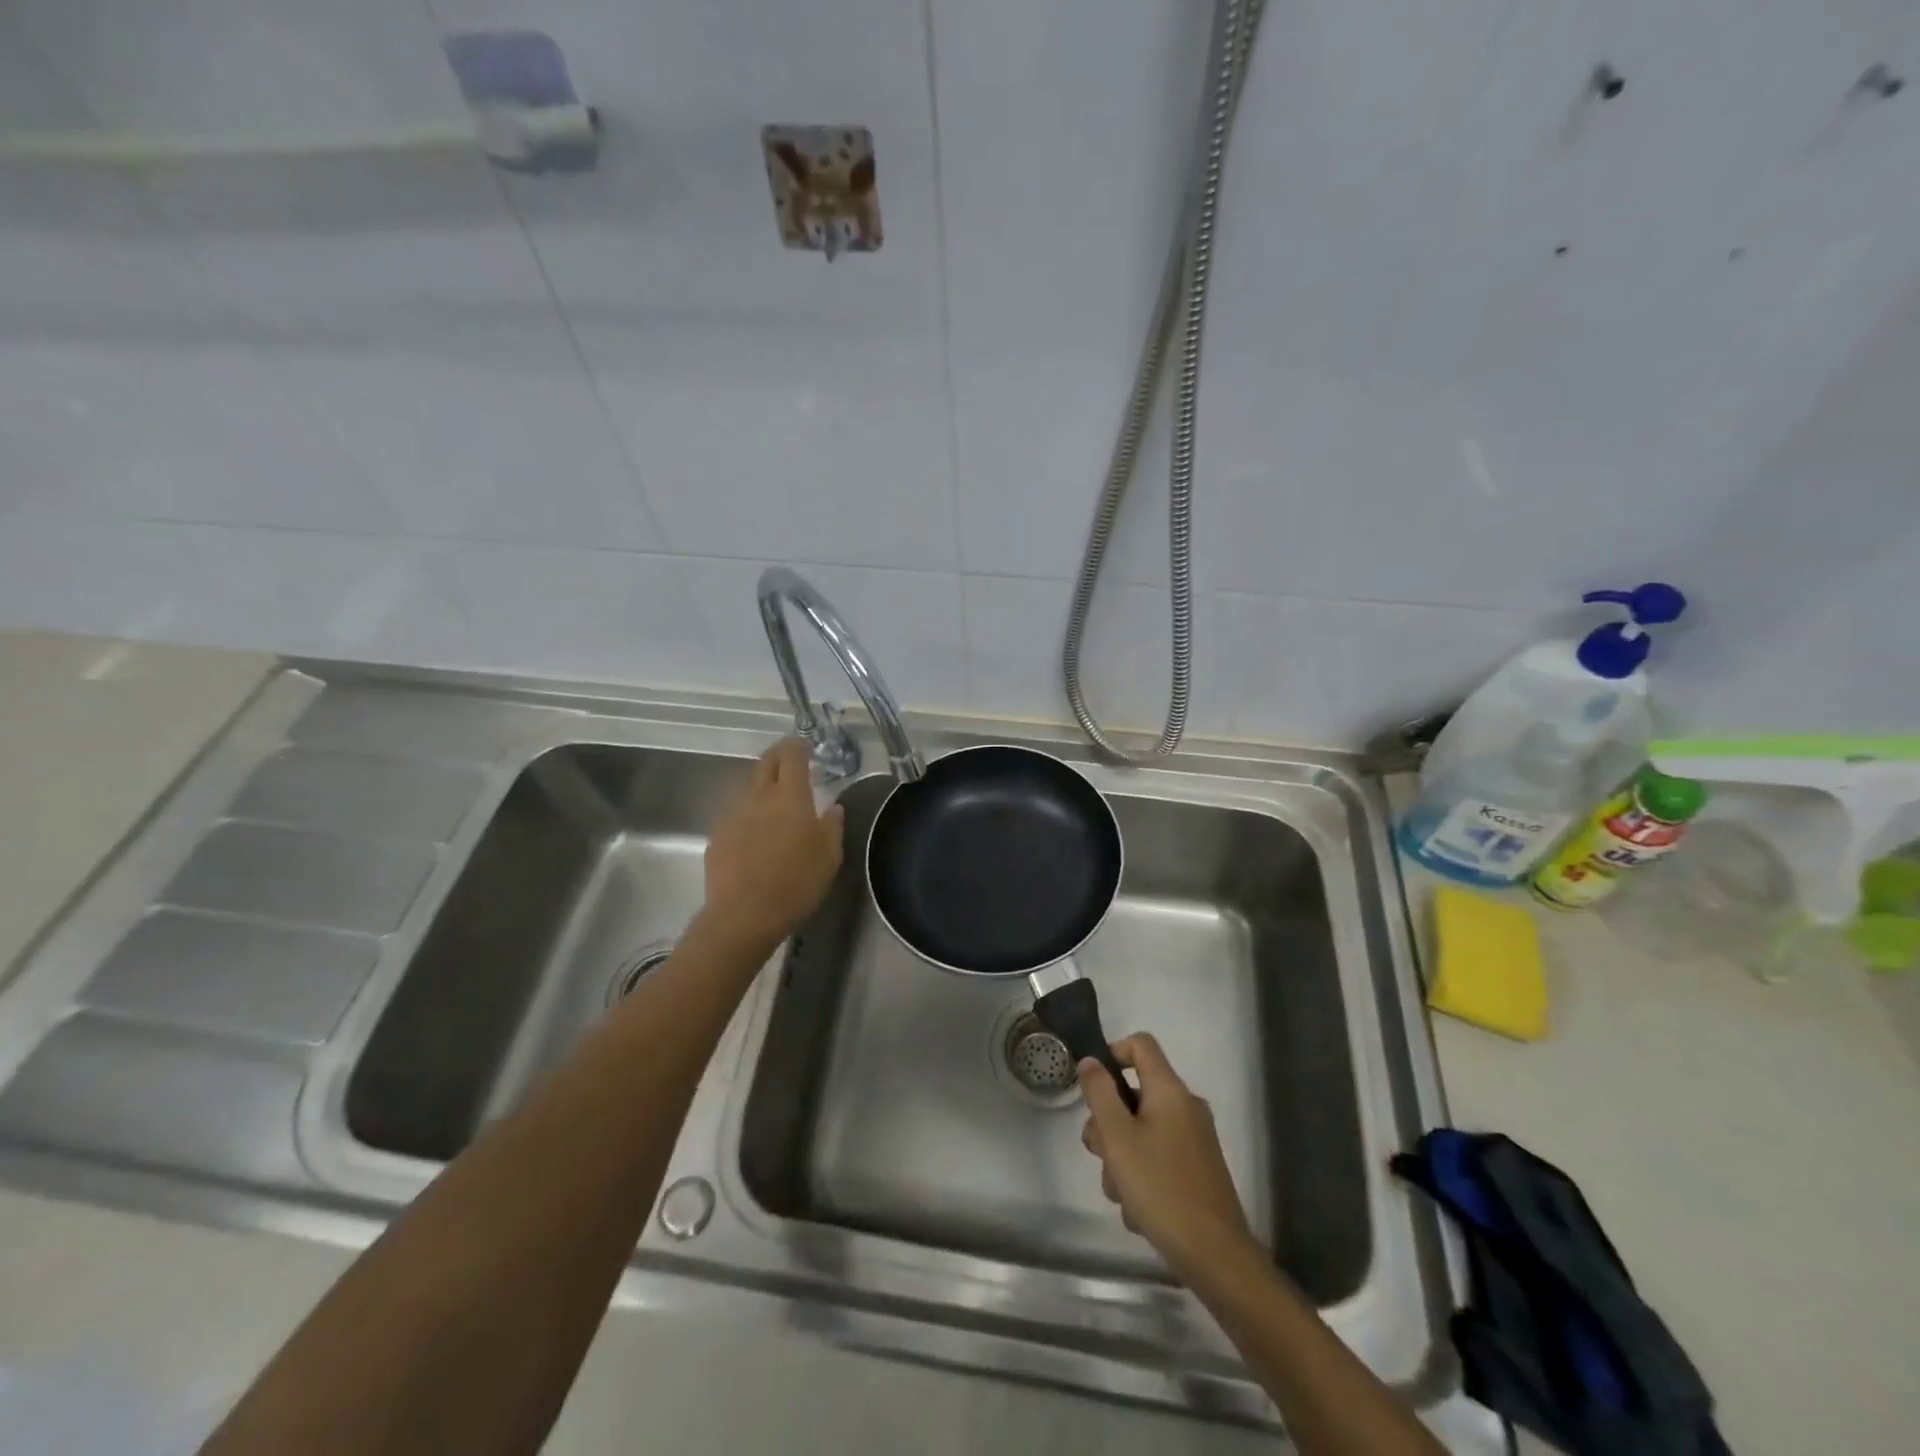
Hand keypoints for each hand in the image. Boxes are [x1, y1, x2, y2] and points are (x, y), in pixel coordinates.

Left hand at [702, 738, 844, 952]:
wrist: (743, 915)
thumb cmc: (796, 884)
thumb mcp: (829, 857)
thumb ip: (832, 826)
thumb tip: (832, 807)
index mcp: (790, 796)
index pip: (792, 756)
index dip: (798, 746)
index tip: (805, 746)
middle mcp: (759, 796)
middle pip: (765, 762)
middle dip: (778, 755)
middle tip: (790, 760)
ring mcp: (734, 813)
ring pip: (748, 785)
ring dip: (762, 783)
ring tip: (773, 796)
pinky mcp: (717, 833)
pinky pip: (735, 810)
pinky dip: (747, 809)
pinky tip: (754, 827)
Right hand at [1079, 1034, 1257, 1275]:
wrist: (1216, 1256)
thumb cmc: (1161, 1188)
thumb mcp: (1117, 1137)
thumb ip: (1100, 1093)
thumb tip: (1092, 1061)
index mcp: (1170, 1090)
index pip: (1140, 1044)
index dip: (1112, 1053)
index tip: (1092, 1088)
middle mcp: (1186, 1107)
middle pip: (1135, 1094)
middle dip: (1109, 1124)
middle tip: (1101, 1156)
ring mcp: (1194, 1139)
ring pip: (1142, 1131)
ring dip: (1122, 1157)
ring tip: (1122, 1193)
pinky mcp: (1197, 1169)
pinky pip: (1158, 1156)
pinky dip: (1142, 1175)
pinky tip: (1139, 1210)